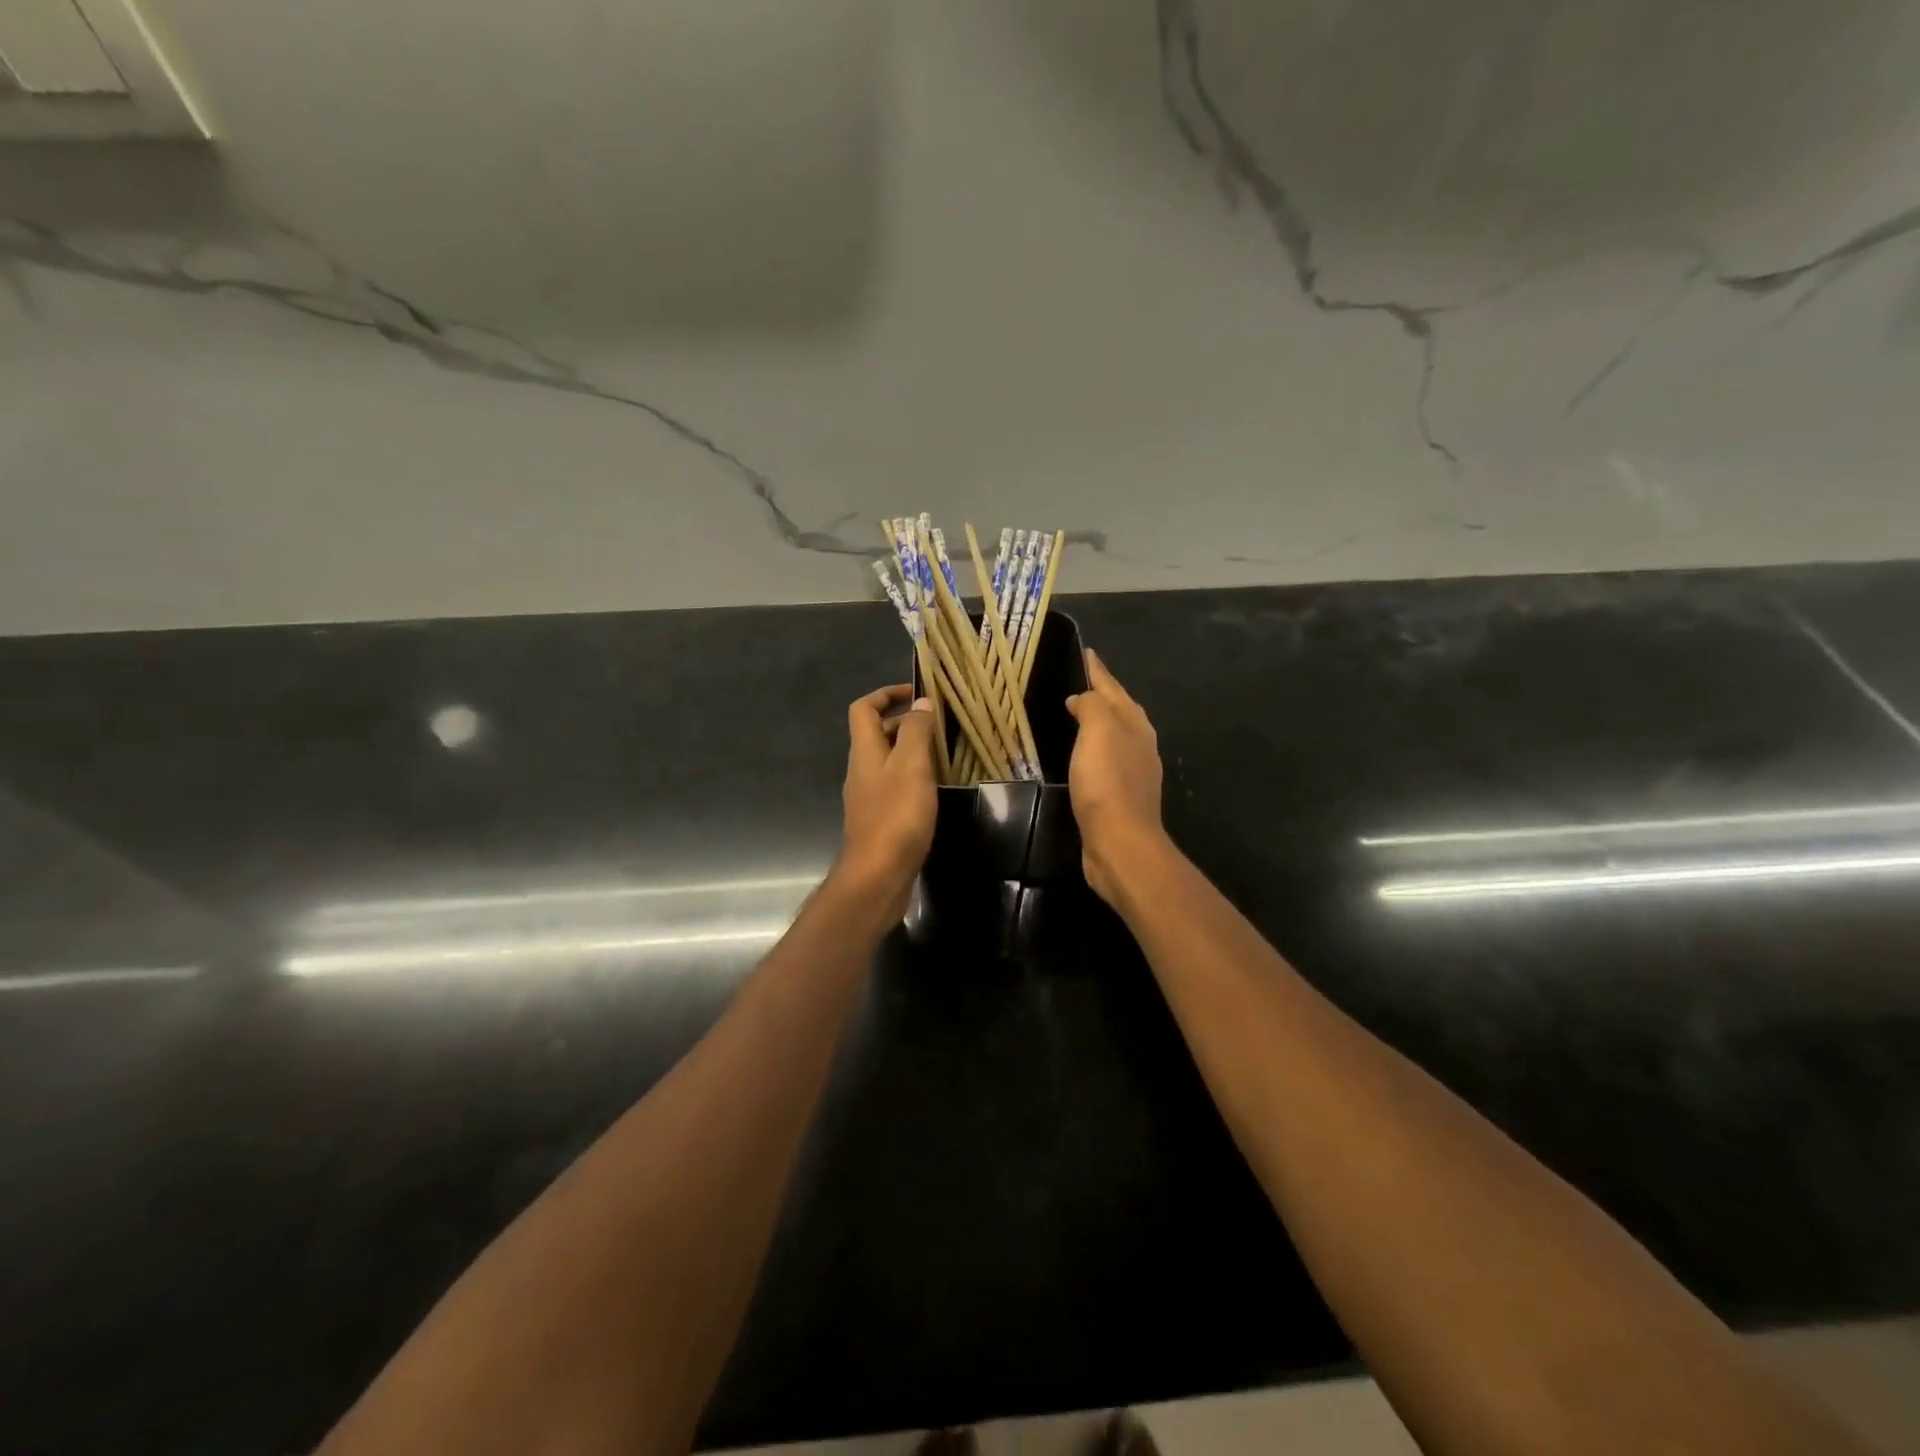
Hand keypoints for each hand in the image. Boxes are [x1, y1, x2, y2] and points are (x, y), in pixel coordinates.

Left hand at [837, 684, 938, 914]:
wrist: (877, 876)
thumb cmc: (896, 816)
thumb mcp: (911, 766)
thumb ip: (915, 731)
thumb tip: (920, 703)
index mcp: (865, 752)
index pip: (864, 709)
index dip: (886, 694)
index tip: (916, 691)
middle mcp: (861, 771)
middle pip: (875, 734)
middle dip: (904, 722)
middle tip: (938, 724)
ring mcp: (868, 798)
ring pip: (887, 762)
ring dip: (910, 751)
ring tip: (943, 753)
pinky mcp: (879, 821)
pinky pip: (894, 787)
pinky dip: (912, 779)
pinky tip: (935, 790)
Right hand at [1066, 649, 1166, 905]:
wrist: (1120, 843)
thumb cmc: (1107, 783)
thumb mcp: (1098, 731)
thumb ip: (1092, 706)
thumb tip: (1081, 699)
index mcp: (1135, 725)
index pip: (1114, 689)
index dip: (1098, 671)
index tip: (1086, 653)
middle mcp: (1140, 745)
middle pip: (1120, 710)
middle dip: (1103, 693)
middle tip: (1080, 680)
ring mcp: (1133, 772)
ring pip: (1115, 735)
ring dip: (1099, 721)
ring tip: (1077, 713)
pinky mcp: (1120, 797)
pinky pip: (1105, 760)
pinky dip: (1093, 749)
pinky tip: (1081, 756)